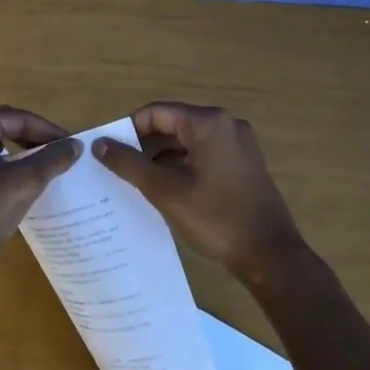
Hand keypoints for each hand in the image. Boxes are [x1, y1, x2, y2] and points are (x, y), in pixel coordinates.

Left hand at [0, 106, 81, 272]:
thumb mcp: (23, 183)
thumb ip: (51, 159)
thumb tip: (74, 145)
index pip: (19, 119)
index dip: (49, 132)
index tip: (73, 146)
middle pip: (0, 128)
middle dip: (31, 141)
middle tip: (59, 156)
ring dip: (13, 155)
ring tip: (38, 167)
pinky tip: (2, 179)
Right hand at [92, 102, 304, 280]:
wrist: (270, 256)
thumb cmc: (215, 218)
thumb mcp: (165, 191)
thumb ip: (129, 164)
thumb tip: (99, 144)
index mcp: (208, 123)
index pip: (156, 112)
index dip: (128, 129)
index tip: (108, 152)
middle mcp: (226, 124)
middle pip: (172, 124)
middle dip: (144, 145)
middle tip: (118, 169)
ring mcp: (238, 144)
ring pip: (187, 141)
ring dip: (161, 157)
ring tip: (136, 181)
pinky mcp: (243, 164)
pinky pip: (203, 154)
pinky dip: (182, 166)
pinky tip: (165, 189)